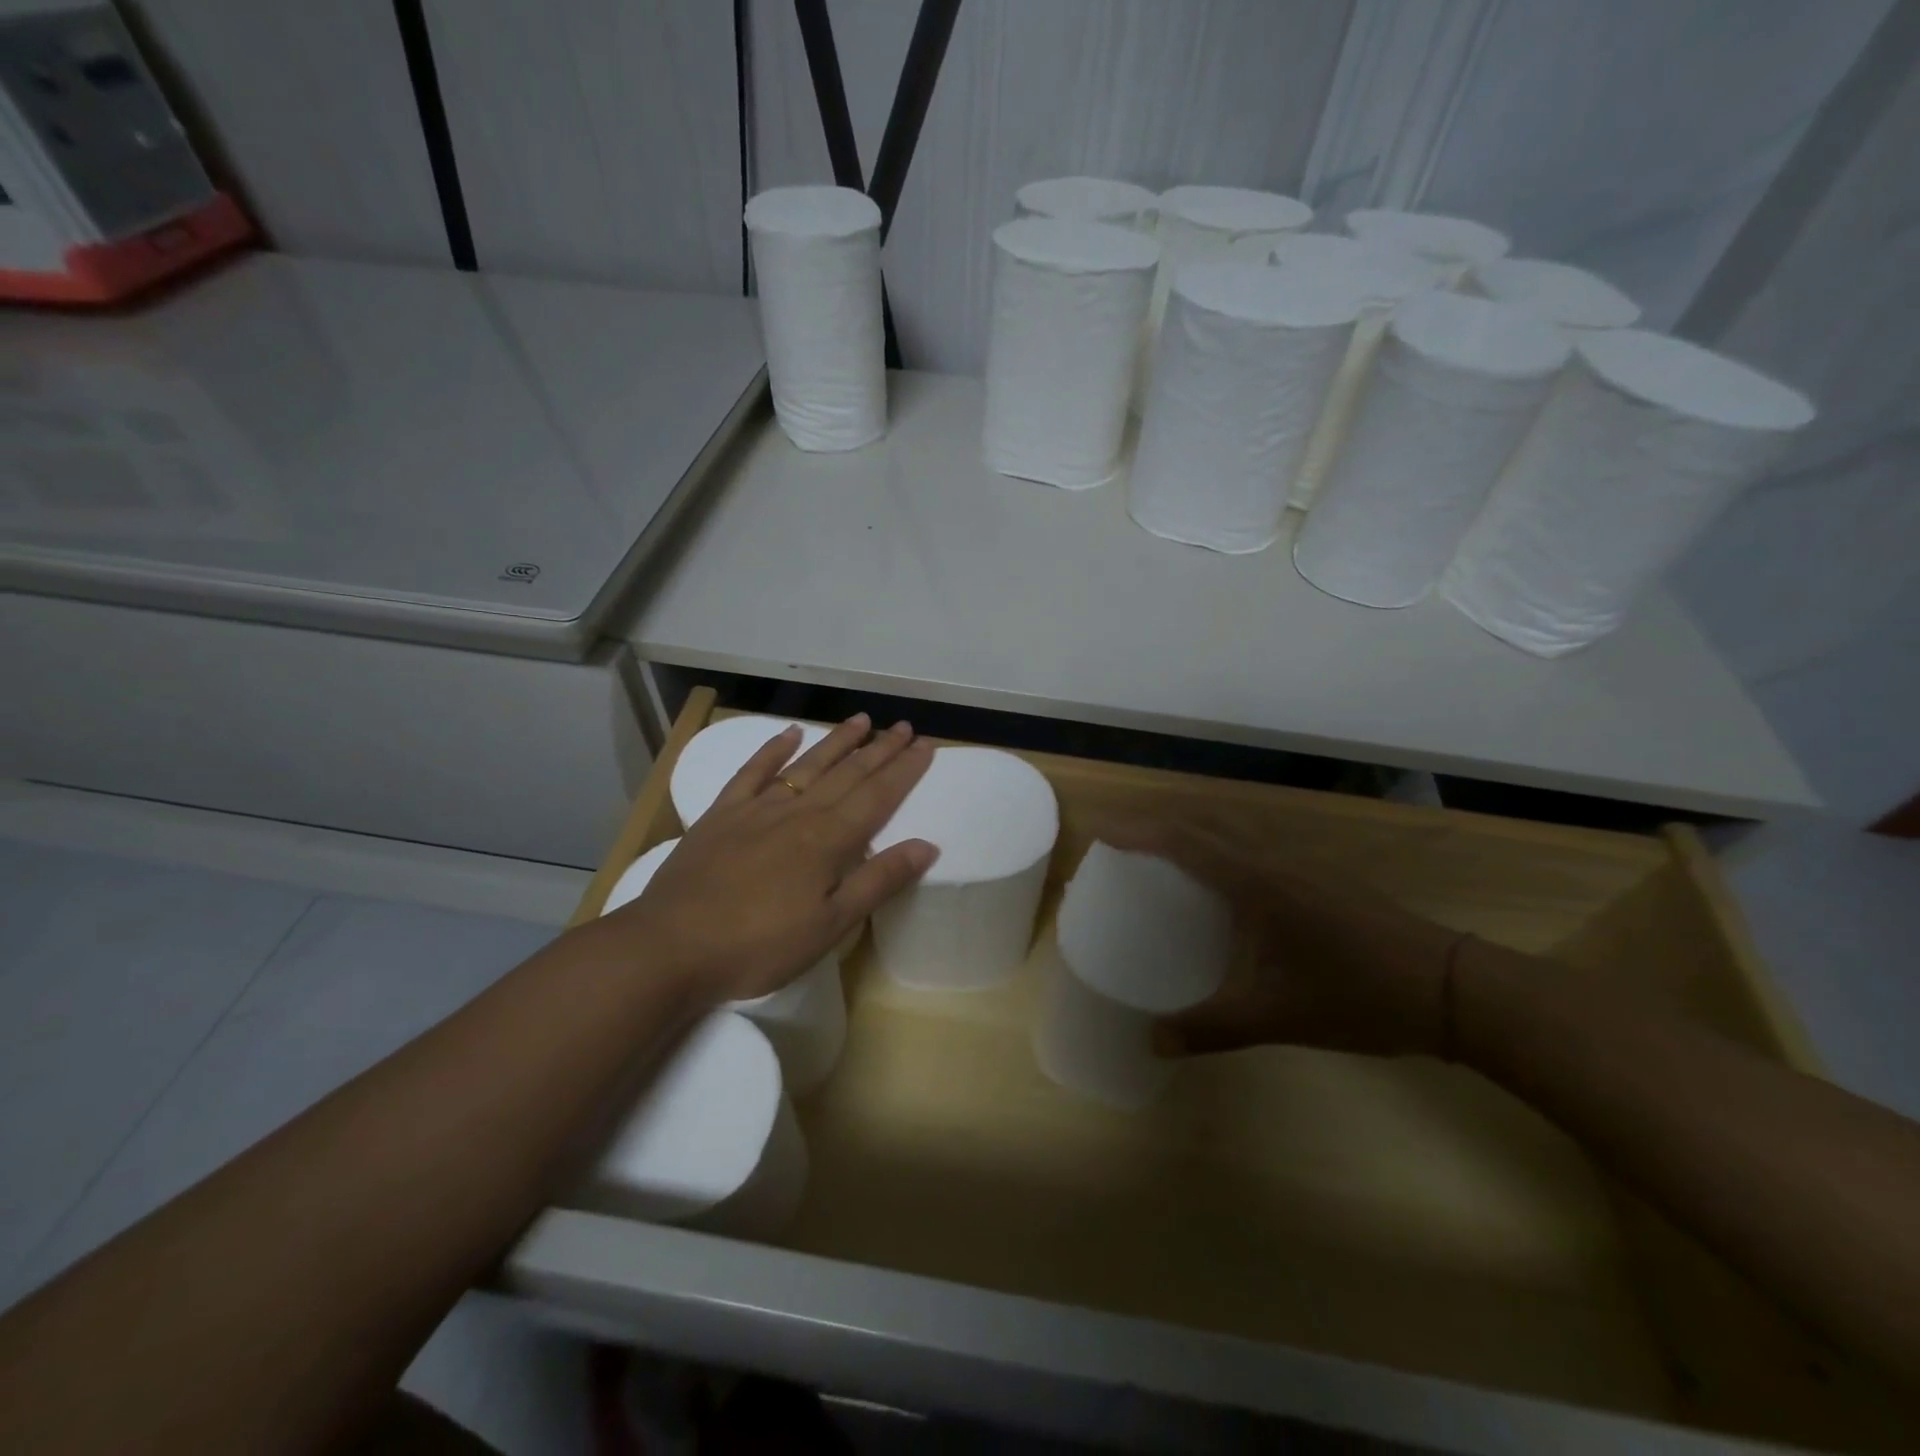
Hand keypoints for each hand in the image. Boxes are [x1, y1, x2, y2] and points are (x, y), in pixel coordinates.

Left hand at [601, 714, 938, 1003]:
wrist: (672, 946)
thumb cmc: (759, 945)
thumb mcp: (830, 925)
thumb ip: (878, 881)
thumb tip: (926, 845)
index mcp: (828, 840)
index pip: (878, 796)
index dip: (904, 770)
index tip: (926, 746)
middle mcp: (798, 813)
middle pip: (848, 774)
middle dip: (880, 750)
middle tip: (905, 727)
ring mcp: (757, 809)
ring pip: (807, 765)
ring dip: (837, 742)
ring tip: (862, 720)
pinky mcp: (722, 815)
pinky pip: (752, 772)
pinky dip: (772, 750)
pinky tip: (789, 734)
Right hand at [1102, 821, 1466, 1059]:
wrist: (1450, 986)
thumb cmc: (1356, 996)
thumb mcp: (1277, 1018)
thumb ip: (1210, 1029)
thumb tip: (1153, 1043)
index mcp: (1256, 882)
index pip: (1184, 841)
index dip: (1138, 831)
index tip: (1101, 830)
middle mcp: (1273, 859)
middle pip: (1203, 823)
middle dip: (1157, 822)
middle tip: (1121, 840)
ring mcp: (1301, 862)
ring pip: (1231, 828)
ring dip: (1191, 829)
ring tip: (1160, 852)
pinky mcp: (1319, 874)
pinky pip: (1253, 844)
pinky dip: (1220, 845)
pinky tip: (1220, 881)